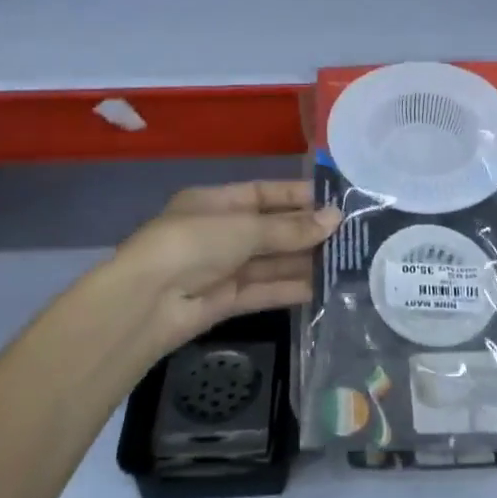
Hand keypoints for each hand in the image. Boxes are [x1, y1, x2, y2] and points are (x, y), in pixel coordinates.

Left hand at [117, 181, 340, 349]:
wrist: (145, 304)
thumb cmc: (192, 244)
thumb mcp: (244, 228)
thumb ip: (289, 228)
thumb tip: (335, 219)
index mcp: (215, 203)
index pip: (264, 193)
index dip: (298, 196)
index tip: (336, 201)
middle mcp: (219, 233)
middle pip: (271, 229)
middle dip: (307, 232)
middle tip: (351, 235)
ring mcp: (222, 268)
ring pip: (270, 262)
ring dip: (304, 262)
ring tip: (345, 261)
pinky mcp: (225, 301)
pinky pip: (264, 290)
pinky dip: (290, 289)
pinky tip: (323, 288)